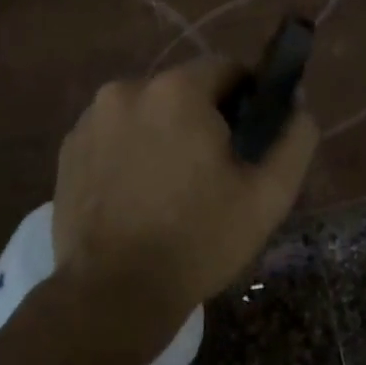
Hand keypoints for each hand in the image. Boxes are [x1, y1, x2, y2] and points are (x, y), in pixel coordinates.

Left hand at [52, 57, 320, 322]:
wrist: (112, 295)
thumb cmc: (198, 241)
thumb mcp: (268, 195)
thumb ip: (294, 138)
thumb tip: (297, 106)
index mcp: (177, 91)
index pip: (226, 69)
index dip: (248, 98)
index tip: (251, 137)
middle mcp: (127, 89)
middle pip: (184, 90)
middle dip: (204, 119)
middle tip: (215, 170)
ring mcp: (91, 119)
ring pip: (147, 111)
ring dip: (165, 133)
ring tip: (172, 188)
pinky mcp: (68, 148)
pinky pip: (115, 133)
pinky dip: (131, 150)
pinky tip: (137, 195)